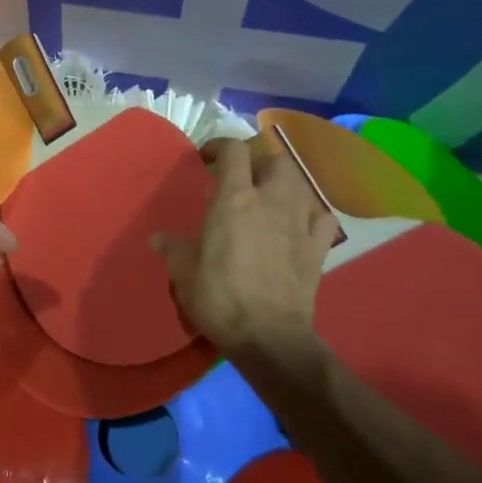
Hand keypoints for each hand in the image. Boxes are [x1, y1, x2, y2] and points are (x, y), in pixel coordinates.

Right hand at [153, 135, 338, 365]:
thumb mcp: (183, 273)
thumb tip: (159, 239)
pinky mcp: (318, 248)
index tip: (206, 158)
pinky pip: (322, 218)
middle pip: (276, 160)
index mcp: (233, 200)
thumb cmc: (219, 298)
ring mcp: (299, 223)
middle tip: (241, 177)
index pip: (234, 151)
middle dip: (259, 161)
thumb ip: (173, 249)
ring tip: (269, 197)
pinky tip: (299, 224)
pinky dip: (311, 214)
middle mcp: (270, 201)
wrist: (268, 336)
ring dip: (284, 183)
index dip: (220, 146)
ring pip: (301, 183)